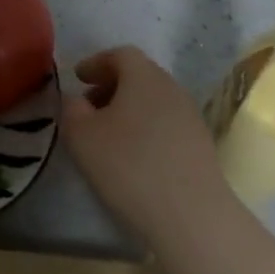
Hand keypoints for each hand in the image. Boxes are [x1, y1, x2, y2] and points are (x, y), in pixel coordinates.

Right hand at [62, 46, 228, 242]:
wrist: (193, 218)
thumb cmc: (129, 166)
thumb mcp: (81, 135)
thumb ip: (71, 109)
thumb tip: (77, 101)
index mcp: (144, 77)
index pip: (120, 55)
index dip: (96, 63)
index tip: (78, 78)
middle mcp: (172, 89)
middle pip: (140, 76)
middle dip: (112, 86)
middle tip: (89, 105)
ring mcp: (192, 119)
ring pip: (155, 102)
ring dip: (130, 109)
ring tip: (109, 134)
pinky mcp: (202, 148)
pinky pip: (167, 125)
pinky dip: (147, 129)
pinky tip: (134, 156)